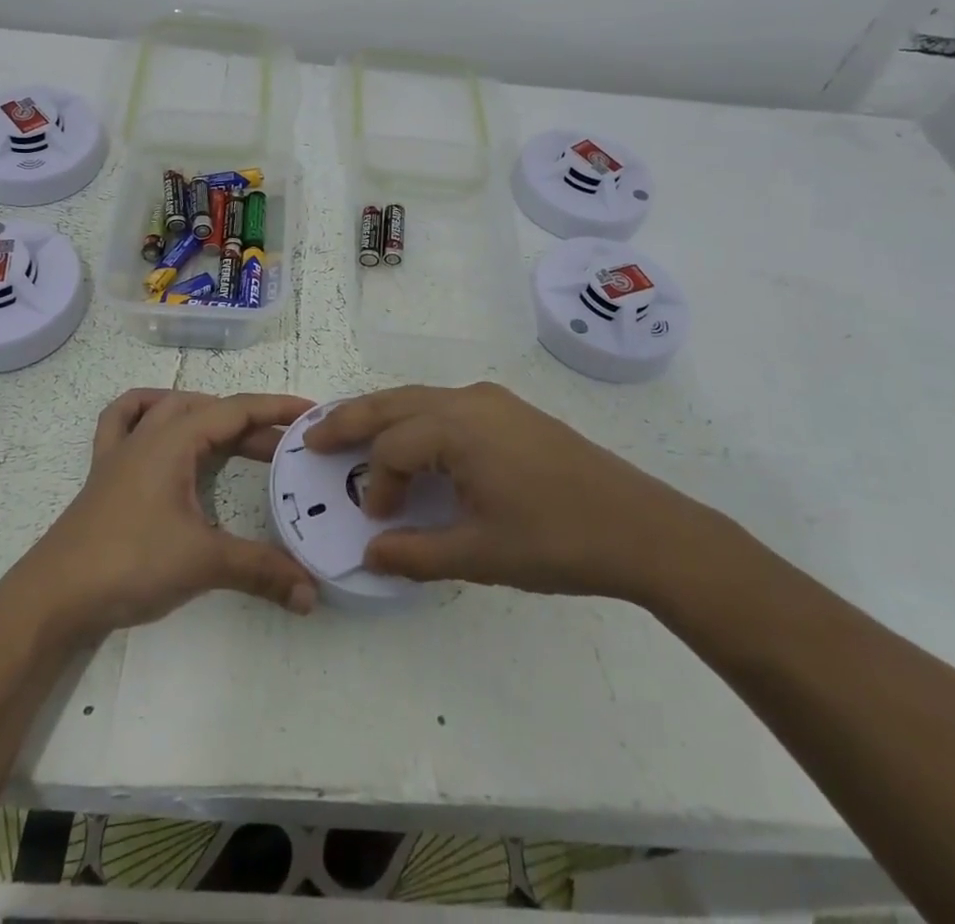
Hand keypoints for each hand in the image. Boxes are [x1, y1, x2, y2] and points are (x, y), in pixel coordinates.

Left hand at [20, 389, 319, 643]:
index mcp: (174, 440)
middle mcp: (148, 434)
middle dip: (250, 423)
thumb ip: (261, 571)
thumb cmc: (129, 563)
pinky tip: (160, 425)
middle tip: (284, 451)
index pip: (235, 410)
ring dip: (205, 414)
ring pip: (168, 408)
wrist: (53, 596)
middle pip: (208, 409)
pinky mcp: (104, 473)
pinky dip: (145, 412)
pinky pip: (122, 422)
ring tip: (234, 436)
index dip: (276, 409)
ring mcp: (121, 451)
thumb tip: (311, 592)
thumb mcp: (203, 562)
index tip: (312, 414)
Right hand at [307, 382, 725, 605]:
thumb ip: (416, 553)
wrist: (641, 527)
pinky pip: (447, 405)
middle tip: (313, 436)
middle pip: (394, 403)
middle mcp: (469, 400)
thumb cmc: (556, 540)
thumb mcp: (481, 555)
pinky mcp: (511, 411)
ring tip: (353, 434)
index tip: (379, 521)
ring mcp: (493, 401)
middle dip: (350, 419)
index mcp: (458, 428)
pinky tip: (415, 443)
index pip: (393, 449)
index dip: (378, 485)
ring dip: (383, 415)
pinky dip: (416, 419)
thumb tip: (369, 553)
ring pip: (420, 399)